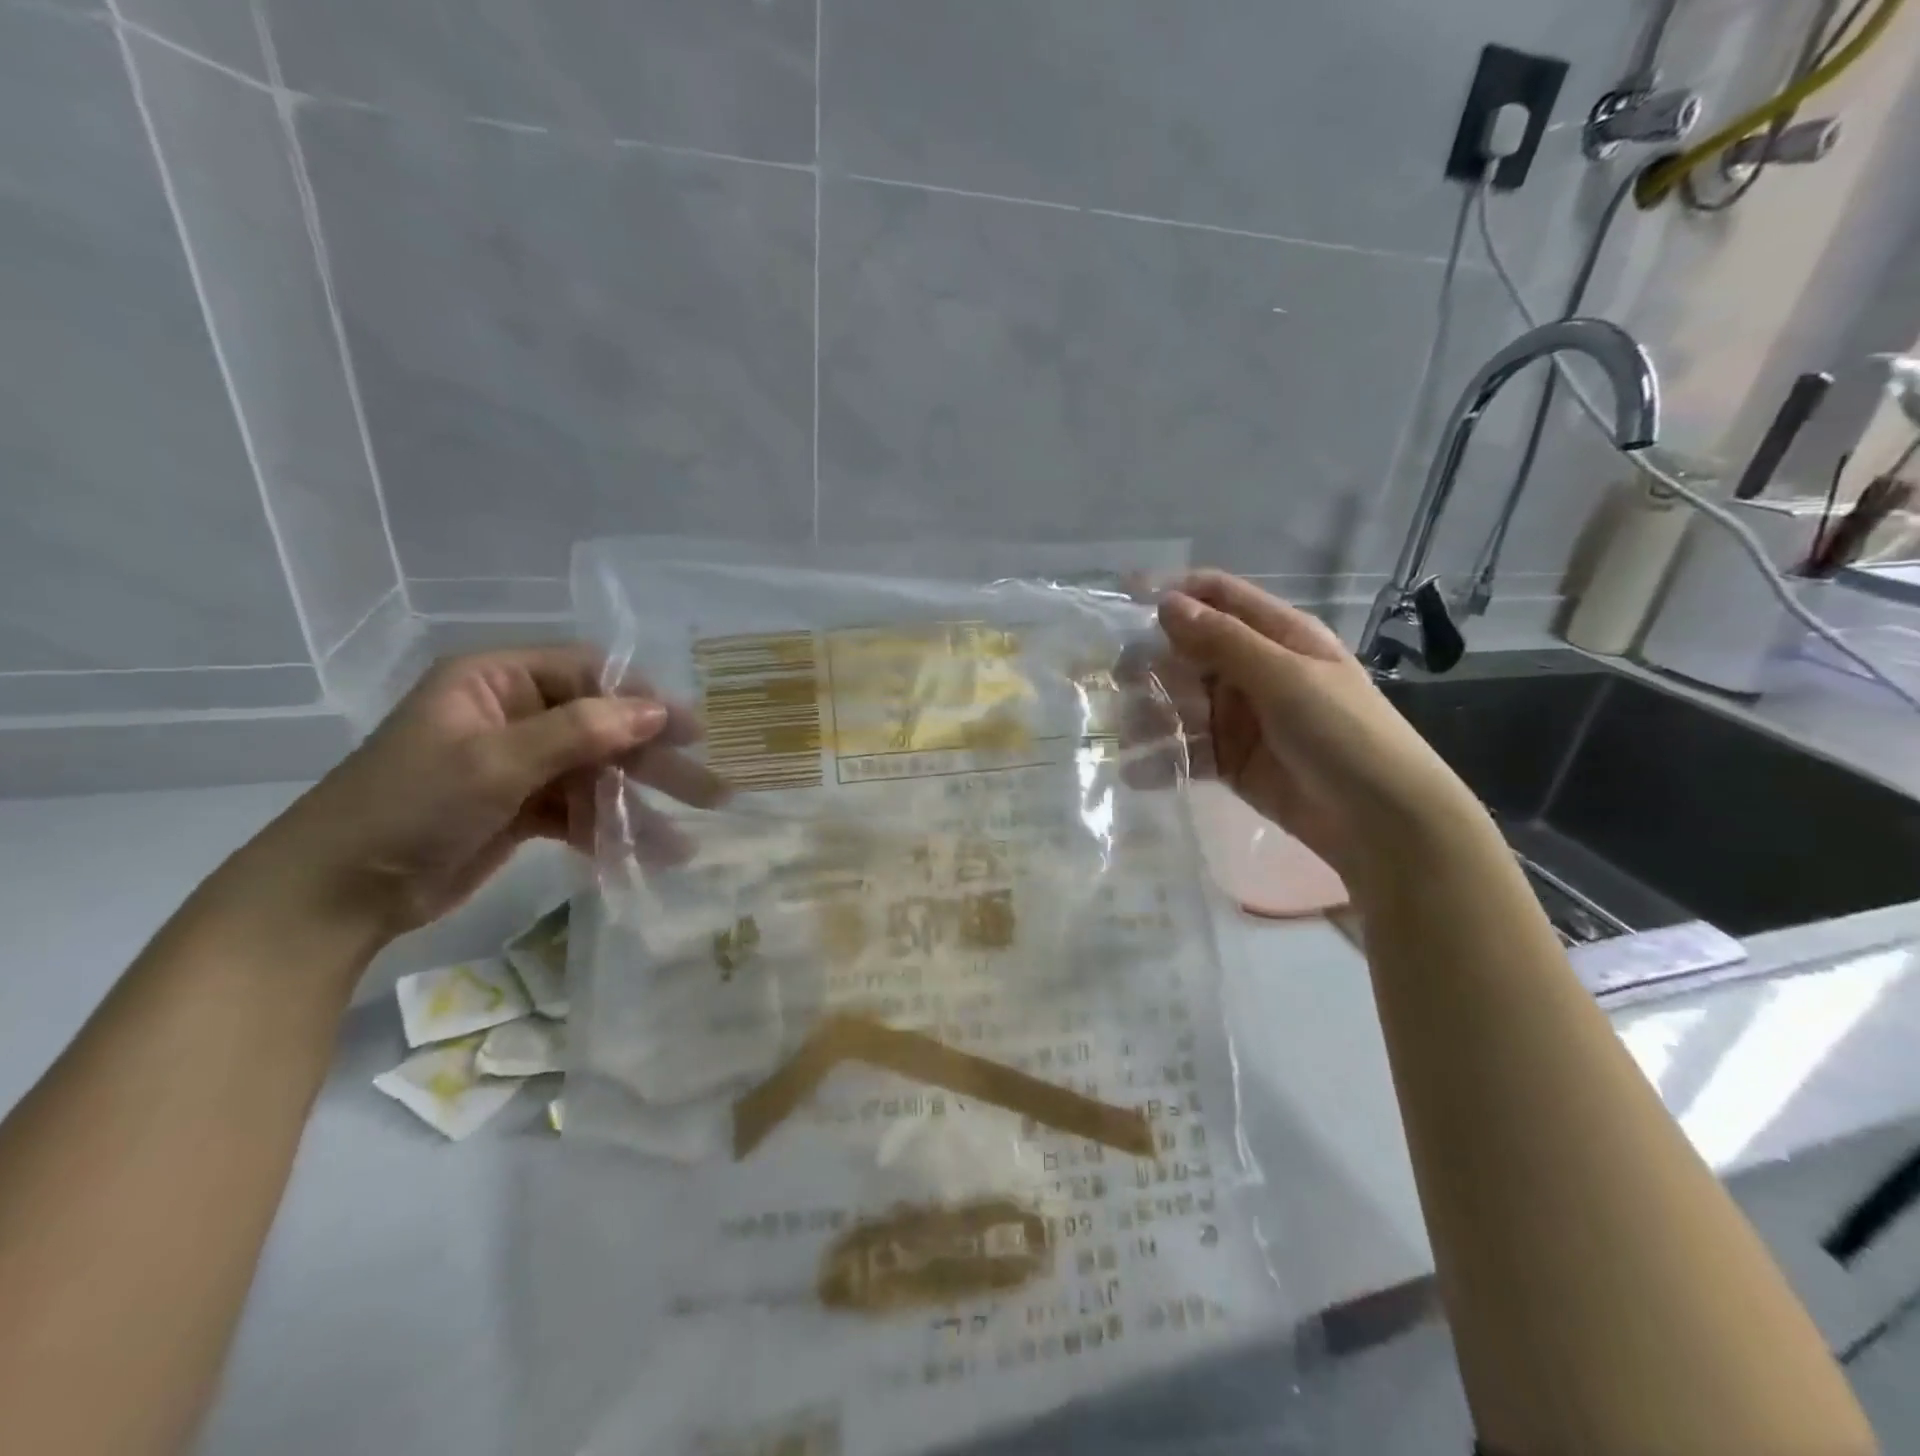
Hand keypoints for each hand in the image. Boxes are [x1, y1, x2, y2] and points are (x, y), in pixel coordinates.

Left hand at [244, 646, 726, 943]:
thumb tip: (656, 712)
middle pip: (602, 728)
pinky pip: (579, 812)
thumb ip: (580, 732)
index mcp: (497, 681)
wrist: (335, 895)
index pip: (588, 674)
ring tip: (685, 841)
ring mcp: (520, 765)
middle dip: (654, 762)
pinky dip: (610, 832)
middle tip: (711, 790)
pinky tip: (648, 857)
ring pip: (596, 775)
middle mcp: (514, 715)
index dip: (642, 700)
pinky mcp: (523, 810)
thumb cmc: (409, 806)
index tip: (691, 732)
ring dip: (638, 807)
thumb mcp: (495, 761)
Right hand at [1149, 572, 1483, 891]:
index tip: (1123, 603)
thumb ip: (1224, 641)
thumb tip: (1166, 603)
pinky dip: (1162, 757)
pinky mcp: (1230, 761)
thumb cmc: (1344, 734)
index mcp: (1277, 636)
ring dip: (1151, 713)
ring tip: (1129, 736)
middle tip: (1120, 684)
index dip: (1173, 594)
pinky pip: (1187, 749)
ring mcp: (1240, 717)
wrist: (1382, 823)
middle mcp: (1254, 670)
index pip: (1217, 597)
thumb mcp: (1286, 678)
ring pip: (1181, 701)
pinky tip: (1137, 770)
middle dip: (1152, 663)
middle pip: (1189, 651)